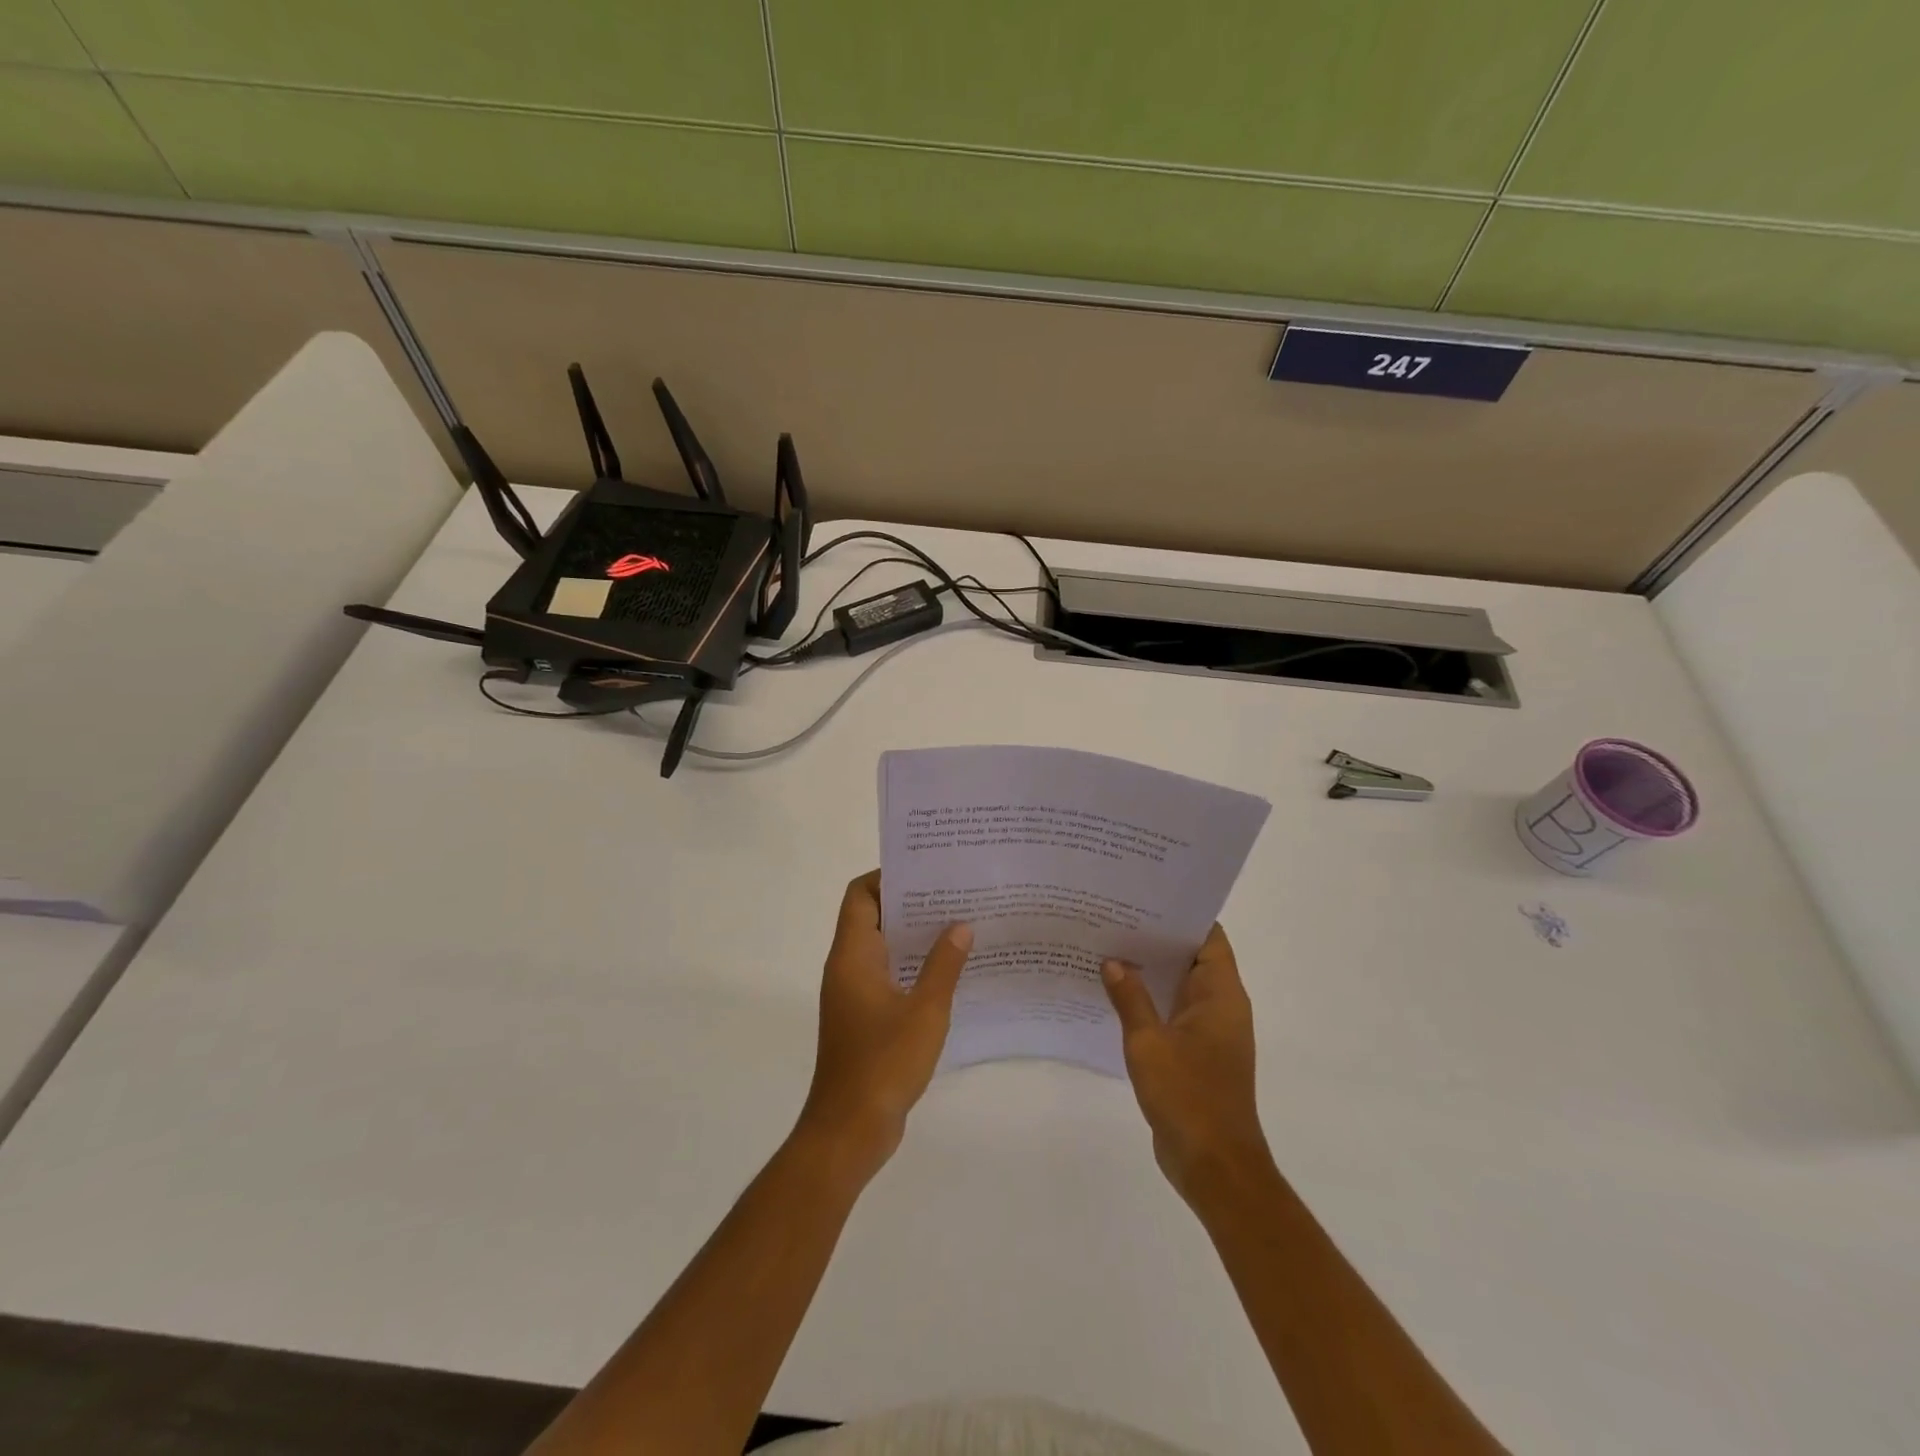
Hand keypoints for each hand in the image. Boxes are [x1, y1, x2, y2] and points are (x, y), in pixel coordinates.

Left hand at [799, 871, 972, 1178]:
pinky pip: (887, 976)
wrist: (850, 1130)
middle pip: (872, 917)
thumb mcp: (925, 1011)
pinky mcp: (864, 1018)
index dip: (888, 877)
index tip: (927, 871)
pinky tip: (949, 972)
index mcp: (852, 956)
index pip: (860, 895)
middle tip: (953, 894)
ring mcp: (854, 994)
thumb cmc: (884, 1063)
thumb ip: (944, 965)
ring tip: (959, 925)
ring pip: (882, 948)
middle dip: (909, 903)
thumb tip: (960, 925)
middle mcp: (847, 967)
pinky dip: (912, 967)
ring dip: (914, 937)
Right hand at [1102, 925, 1271, 1201]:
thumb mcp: (1148, 1042)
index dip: (1181, 914)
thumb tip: (1113, 961)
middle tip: (1115, 917)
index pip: (1208, 937)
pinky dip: (1150, 1001)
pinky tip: (1115, 996)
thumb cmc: (1187, 1096)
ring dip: (1150, 971)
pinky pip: (1173, 1013)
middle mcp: (1221, 1006)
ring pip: (1180, 986)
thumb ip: (1130, 998)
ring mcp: (1210, 1032)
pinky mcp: (1198, 1054)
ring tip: (1108, 948)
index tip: (1145, 897)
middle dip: (1156, 939)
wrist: (1214, 1165)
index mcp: (1221, 994)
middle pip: (1192, 957)